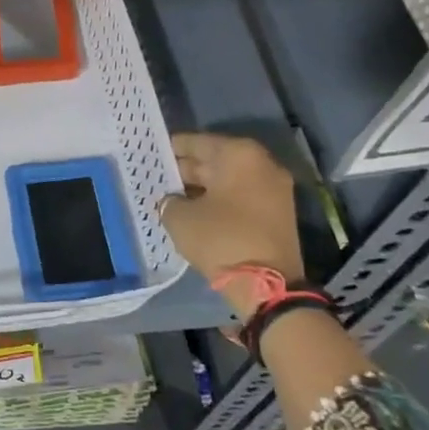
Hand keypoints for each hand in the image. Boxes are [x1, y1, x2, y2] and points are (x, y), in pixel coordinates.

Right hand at [162, 133, 306, 317]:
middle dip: (186, 168)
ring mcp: (274, 189)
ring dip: (201, 187)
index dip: (171, 148)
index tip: (152, 153)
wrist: (267, 286)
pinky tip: (194, 211)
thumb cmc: (221, 239)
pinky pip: (240, 196)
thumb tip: (172, 200)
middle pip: (215, 159)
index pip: (197, 142)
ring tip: (172, 196)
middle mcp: (262, 164)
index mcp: (239, 154)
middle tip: (157, 176)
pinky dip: (218, 200)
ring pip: (228, 180)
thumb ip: (170, 201)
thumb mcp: (180, 218)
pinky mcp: (277, 213)